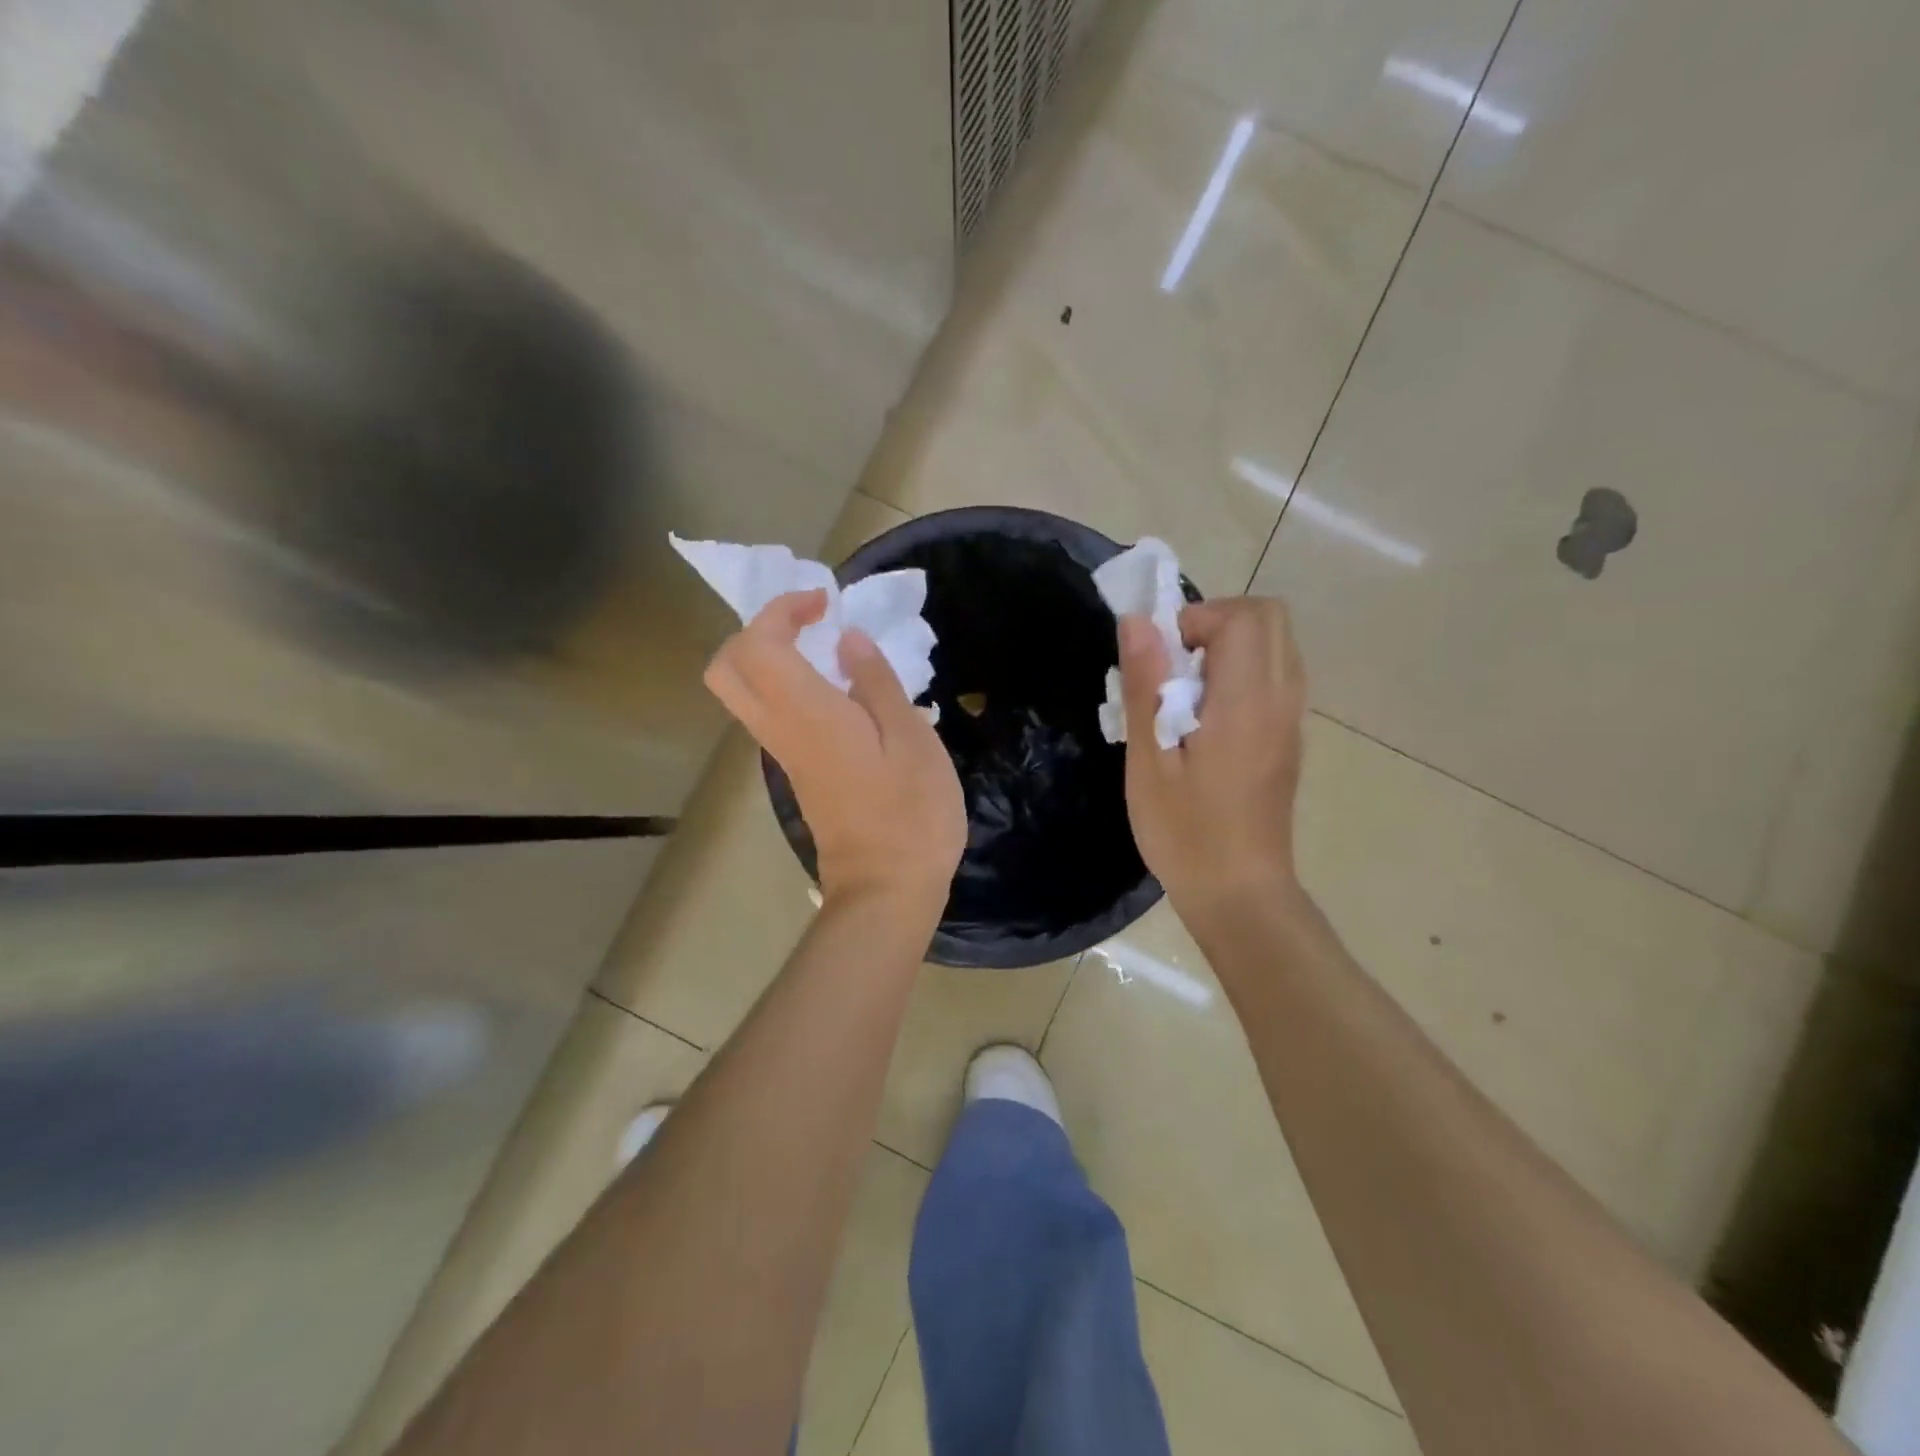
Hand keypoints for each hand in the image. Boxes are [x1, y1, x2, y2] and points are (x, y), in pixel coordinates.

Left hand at [705, 589, 965, 909]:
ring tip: (829, 649)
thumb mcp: (911, 739)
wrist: (887, 889)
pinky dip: (788, 687)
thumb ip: (876, 683)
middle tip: (809, 624)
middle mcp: (781, 731)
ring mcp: (785, 756)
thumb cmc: (910, 813)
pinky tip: (842, 691)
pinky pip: (772, 715)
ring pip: (745, 694)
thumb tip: (847, 640)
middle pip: (727, 669)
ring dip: (772, 658)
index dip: (782, 610)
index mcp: (807, 715)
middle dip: (757, 631)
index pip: (758, 645)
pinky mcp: (798, 774)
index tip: (825, 604)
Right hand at [1118, 597, 1307, 929]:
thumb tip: (1138, 622)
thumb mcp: (1149, 760)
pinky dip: (1241, 672)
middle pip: (1269, 618)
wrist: (1240, 892)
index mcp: (1247, 702)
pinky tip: (1206, 718)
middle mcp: (1282, 699)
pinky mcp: (1289, 737)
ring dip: (1229, 647)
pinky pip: (1276, 675)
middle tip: (1173, 665)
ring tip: (1185, 691)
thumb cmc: (1185, 832)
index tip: (1160, 659)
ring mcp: (1292, 719)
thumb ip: (1146, 685)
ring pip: (1276, 644)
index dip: (1196, 619)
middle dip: (1216, 622)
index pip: (1243, 616)